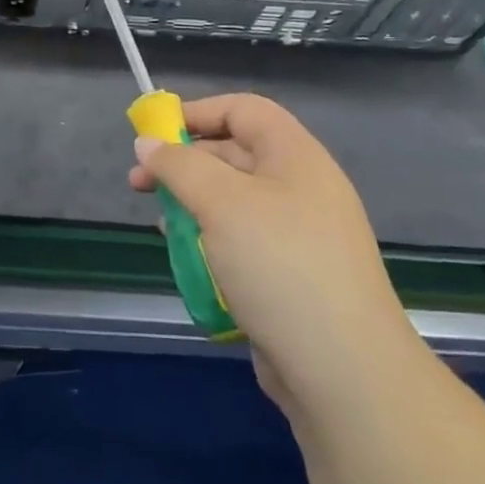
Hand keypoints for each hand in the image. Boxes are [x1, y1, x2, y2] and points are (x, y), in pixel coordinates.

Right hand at [127, 94, 412, 404]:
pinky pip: (243, 242)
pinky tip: (189, 261)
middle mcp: (301, 187)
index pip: (243, 110)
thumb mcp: (221, 203)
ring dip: (193, 206)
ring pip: (234, 202)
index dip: (197, 112)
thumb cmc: (279, 266)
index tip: (153, 135)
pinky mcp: (292, 277)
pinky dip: (212, 242)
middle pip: (235, 154)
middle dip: (184, 163)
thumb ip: (179, 166)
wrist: (344, 373)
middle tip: (139, 183)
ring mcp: (300, 235)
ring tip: (162, 226)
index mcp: (295, 156)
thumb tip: (147, 143)